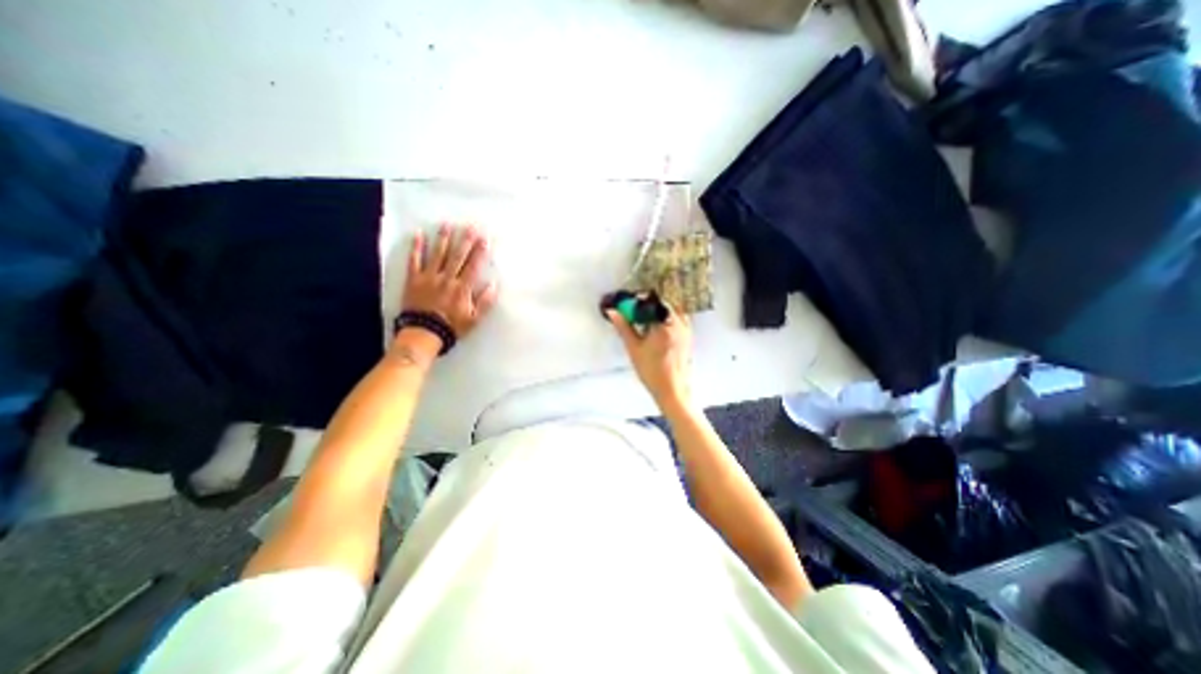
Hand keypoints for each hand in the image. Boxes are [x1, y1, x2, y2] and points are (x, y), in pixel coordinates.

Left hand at [400, 223, 500, 343]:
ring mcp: (429, 277)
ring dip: (443, 238)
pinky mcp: (414, 279)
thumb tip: (494, 285)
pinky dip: (416, 247)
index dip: (480, 251)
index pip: (473, 265)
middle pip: (457, 256)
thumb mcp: (474, 319)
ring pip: (437, 254)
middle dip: (465, 239)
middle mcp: (447, 278)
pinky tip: (418, 234)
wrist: (423, 333)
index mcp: (462, 288)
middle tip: (470, 225)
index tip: (485, 238)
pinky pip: (414, 260)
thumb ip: (485, 302)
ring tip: (447, 224)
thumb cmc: (452, 327)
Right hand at [610, 304, 696, 406]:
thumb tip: (612, 311)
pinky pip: (680, 319)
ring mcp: (686, 330)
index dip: (639, 299)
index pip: (651, 302)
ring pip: (673, 310)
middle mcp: (678, 323)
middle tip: (636, 311)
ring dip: (659, 310)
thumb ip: (623, 327)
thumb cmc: (651, 370)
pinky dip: (669, 317)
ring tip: (646, 319)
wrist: (672, 389)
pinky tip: (659, 327)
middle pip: (663, 304)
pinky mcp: (688, 337)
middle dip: (649, 304)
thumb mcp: (633, 348)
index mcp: (664, 325)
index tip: (629, 303)